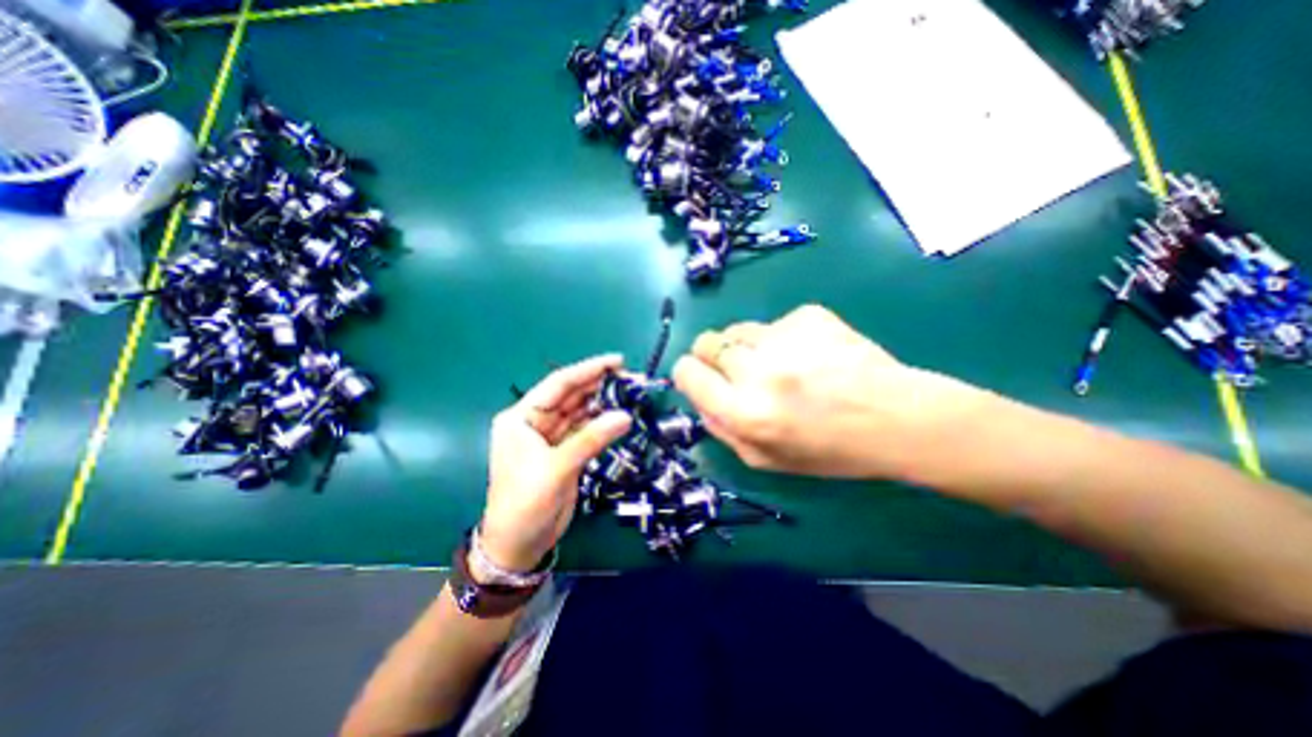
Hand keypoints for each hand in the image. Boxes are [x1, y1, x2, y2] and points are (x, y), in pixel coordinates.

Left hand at [481, 354, 634, 572]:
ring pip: (580, 412)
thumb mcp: (556, 468)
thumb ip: (590, 439)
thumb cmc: (525, 504)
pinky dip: (602, 423)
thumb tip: (625, 416)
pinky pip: (586, 430)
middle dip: (599, 384)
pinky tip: (620, 414)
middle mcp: (535, 422)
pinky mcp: (565, 452)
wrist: (519, 545)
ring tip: (630, 392)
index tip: (617, 360)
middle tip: (631, 377)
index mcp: (521, 418)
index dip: (588, 369)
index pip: (558, 384)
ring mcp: (551, 438)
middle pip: (571, 396)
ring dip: (603, 402)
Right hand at [677, 303, 983, 481]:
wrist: (897, 419)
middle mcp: (758, 370)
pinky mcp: (808, 315)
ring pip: (738, 329)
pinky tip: (811, 356)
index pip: (687, 372)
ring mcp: (785, 337)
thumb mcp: (765, 459)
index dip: (689, 373)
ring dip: (748, 347)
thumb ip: (721, 428)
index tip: (701, 378)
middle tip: (740, 371)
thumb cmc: (829, 450)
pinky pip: (775, 324)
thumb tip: (699, 396)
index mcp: (743, 411)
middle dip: (714, 356)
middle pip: (707, 342)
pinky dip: (783, 338)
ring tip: (781, 365)